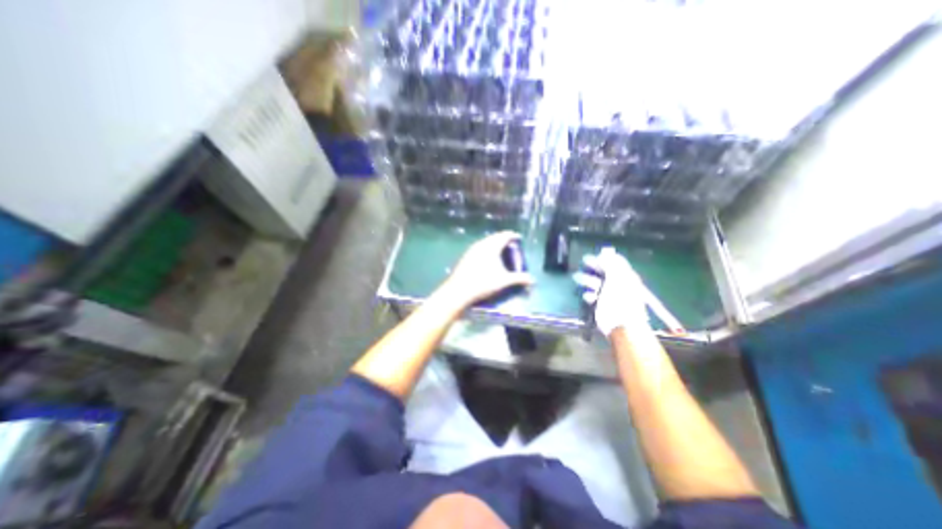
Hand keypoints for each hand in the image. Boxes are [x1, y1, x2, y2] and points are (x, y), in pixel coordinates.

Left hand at [438, 230, 531, 307]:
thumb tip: (533, 280)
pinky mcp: (466, 257)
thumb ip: (519, 278)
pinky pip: (479, 248)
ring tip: (499, 252)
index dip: (512, 235)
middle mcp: (481, 244)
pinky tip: (486, 259)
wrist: (459, 290)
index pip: (504, 236)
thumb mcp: (504, 281)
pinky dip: (486, 250)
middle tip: (510, 245)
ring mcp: (472, 250)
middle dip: (503, 240)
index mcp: (492, 246)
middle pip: (494, 237)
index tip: (518, 238)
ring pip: (485, 242)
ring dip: (493, 245)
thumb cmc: (484, 283)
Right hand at [570, 246, 653, 335]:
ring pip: (596, 283)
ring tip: (577, 277)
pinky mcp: (601, 305)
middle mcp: (617, 283)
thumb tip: (605, 253)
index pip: (616, 262)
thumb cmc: (620, 299)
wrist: (621, 324)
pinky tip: (587, 295)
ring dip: (587, 279)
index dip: (605, 257)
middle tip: (583, 262)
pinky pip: (593, 296)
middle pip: (604, 271)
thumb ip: (611, 264)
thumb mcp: (617, 277)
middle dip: (594, 266)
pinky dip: (588, 294)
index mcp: (625, 276)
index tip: (594, 254)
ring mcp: (609, 295)